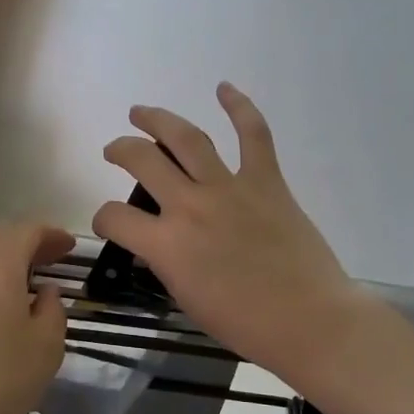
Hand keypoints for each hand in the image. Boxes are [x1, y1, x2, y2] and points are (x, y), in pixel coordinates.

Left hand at [0, 222, 74, 413]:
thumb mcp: (46, 346)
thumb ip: (53, 310)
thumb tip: (45, 292)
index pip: (28, 231)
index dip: (52, 235)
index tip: (70, 247)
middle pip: (0, 238)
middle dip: (28, 243)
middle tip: (53, 258)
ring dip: (5, 262)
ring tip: (28, 281)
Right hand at [94, 84, 369, 384]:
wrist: (308, 320)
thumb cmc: (245, 324)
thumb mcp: (186, 298)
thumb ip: (166, 263)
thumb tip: (160, 243)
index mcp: (166, 245)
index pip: (115, 218)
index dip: (104, 219)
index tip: (111, 224)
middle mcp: (190, 206)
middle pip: (142, 161)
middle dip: (120, 150)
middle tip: (115, 149)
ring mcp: (230, 188)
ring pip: (187, 138)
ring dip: (158, 120)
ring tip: (142, 112)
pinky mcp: (267, 181)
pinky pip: (253, 135)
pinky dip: (240, 107)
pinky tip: (224, 88)